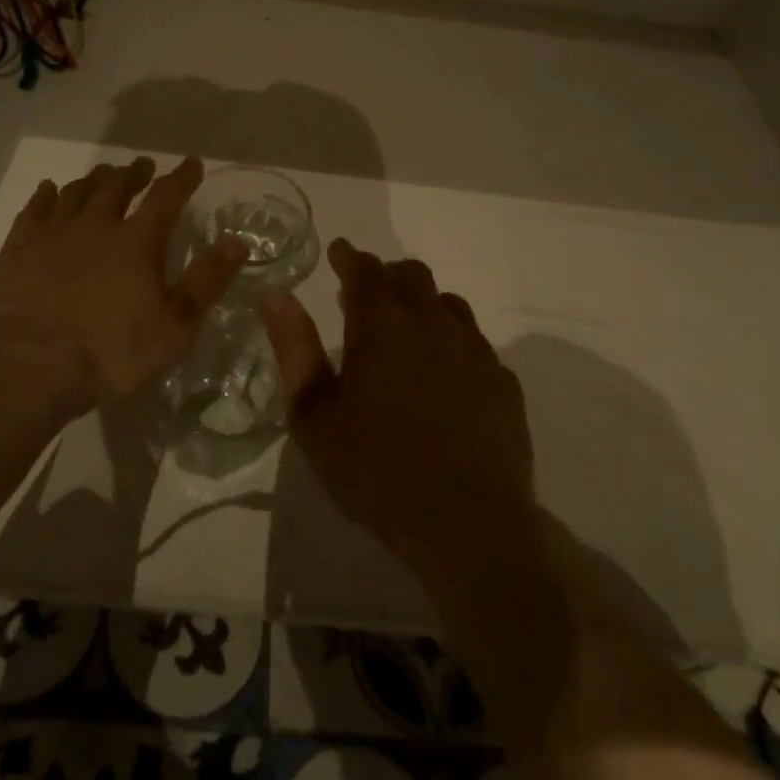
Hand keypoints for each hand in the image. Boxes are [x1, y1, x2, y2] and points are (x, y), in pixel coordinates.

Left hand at [0, 156, 247, 406]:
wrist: (30, 366)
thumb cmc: (112, 352)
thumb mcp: (175, 326)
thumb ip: (207, 281)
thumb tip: (238, 242)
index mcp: (138, 241)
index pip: (166, 197)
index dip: (182, 178)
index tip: (192, 164)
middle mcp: (97, 224)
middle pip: (118, 186)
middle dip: (135, 173)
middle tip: (143, 166)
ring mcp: (54, 232)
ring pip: (78, 192)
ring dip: (95, 179)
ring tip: (104, 175)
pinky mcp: (19, 247)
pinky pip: (35, 208)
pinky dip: (47, 194)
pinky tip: (50, 190)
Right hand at [263, 239, 535, 575]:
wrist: (468, 526)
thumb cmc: (376, 471)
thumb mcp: (314, 416)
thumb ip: (294, 349)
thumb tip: (275, 295)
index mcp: (383, 326)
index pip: (364, 270)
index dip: (348, 256)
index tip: (338, 252)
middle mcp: (432, 323)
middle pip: (411, 276)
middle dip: (385, 275)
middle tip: (365, 295)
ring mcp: (475, 351)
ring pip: (448, 304)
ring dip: (422, 304)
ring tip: (405, 331)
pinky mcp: (503, 382)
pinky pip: (475, 342)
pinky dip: (452, 341)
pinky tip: (445, 373)